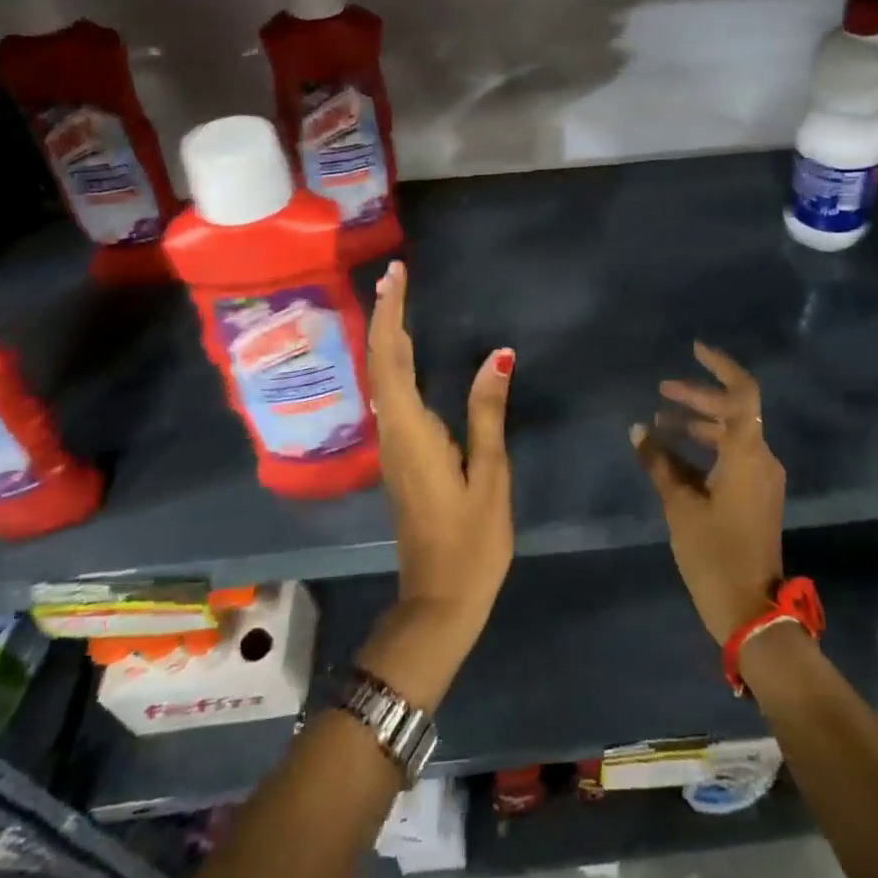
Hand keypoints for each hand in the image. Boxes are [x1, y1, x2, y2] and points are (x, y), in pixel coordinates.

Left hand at [357, 260, 514, 709]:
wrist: (439, 601)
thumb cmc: (471, 541)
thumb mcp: (489, 475)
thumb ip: (488, 413)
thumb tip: (497, 355)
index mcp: (411, 432)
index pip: (390, 359)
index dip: (389, 314)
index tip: (395, 276)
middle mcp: (392, 433)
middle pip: (380, 363)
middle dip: (384, 316)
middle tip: (396, 276)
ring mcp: (393, 447)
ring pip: (382, 379)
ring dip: (387, 336)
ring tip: (399, 301)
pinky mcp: (401, 457)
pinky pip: (392, 396)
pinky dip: (395, 363)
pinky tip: (409, 353)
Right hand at [633, 343, 786, 643]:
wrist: (752, 612)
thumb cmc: (714, 555)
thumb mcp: (680, 507)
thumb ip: (658, 463)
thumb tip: (638, 430)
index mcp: (747, 454)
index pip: (743, 393)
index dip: (721, 366)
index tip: (694, 350)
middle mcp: (761, 458)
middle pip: (733, 411)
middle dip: (697, 398)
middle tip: (661, 392)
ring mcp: (761, 478)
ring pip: (731, 435)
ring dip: (698, 424)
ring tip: (660, 423)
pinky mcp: (756, 496)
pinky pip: (731, 457)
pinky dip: (705, 449)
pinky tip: (673, 455)